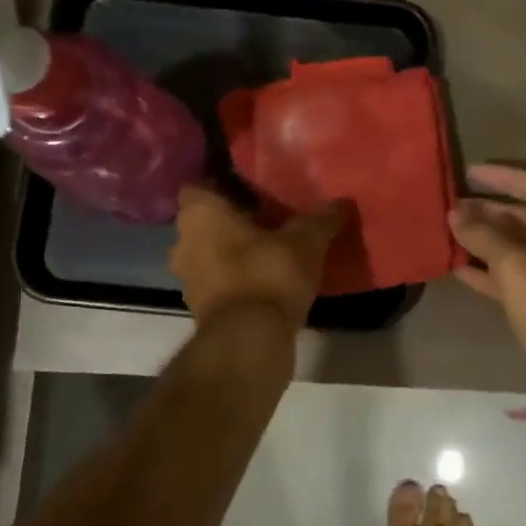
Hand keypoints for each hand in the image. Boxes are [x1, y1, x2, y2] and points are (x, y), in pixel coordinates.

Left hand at [169, 185, 344, 329]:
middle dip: (232, 221)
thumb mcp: (306, 241)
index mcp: (199, 214)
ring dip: (234, 252)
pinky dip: (236, 280)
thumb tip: (341, 203)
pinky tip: (267, 280)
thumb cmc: (268, 274)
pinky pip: (218, 282)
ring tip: (271, 251)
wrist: (250, 340)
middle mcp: (183, 242)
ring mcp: (188, 279)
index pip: (200, 187)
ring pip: (210, 253)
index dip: (224, 186)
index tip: (252, 190)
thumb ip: (321, 219)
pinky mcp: (200, 308)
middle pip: (205, 222)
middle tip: (269, 219)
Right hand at [449, 163, 525, 425]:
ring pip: (519, 246)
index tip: (469, 173)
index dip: (504, 177)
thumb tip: (456, 212)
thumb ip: (486, 237)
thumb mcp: (518, 270)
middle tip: (454, 204)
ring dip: (487, 238)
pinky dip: (489, 270)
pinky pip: (514, 276)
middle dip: (491, 208)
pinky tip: (459, 268)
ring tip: (451, 231)